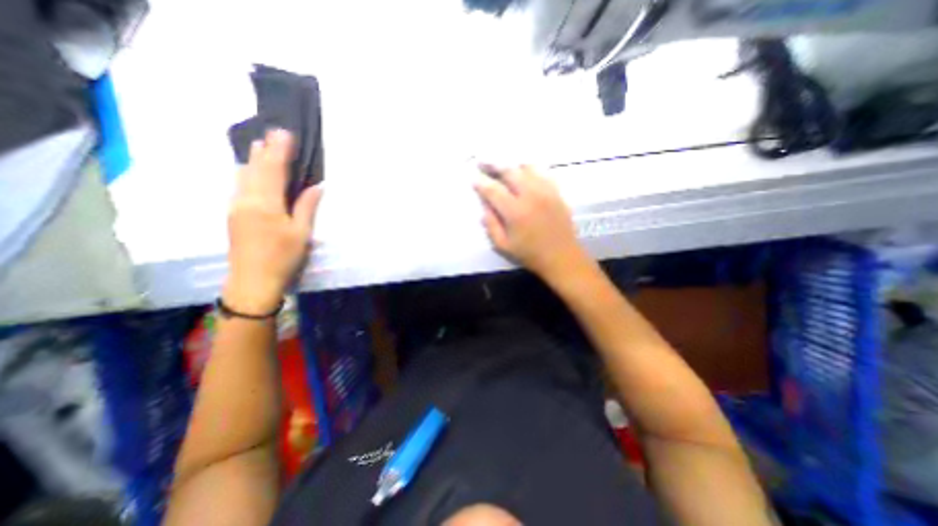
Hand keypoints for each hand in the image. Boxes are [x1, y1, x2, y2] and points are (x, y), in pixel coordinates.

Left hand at [223, 128, 322, 313]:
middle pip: (253, 168)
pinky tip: (251, 171)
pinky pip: (239, 186)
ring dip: (253, 160)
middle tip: (271, 133)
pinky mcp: (233, 214)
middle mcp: (245, 199)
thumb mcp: (301, 233)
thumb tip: (316, 186)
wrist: (253, 280)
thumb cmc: (283, 257)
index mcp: (265, 203)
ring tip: (260, 146)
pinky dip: (247, 173)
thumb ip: (306, 207)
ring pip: (242, 176)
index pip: (273, 170)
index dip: (279, 151)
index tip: (284, 134)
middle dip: (263, 150)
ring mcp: (235, 206)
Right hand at [476, 164, 584, 283]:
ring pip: (527, 167)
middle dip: (493, 164)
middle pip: (509, 171)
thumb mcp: (504, 245)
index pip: (493, 190)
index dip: (481, 182)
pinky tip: (524, 173)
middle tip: (482, 162)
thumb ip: (491, 225)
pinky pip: (542, 173)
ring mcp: (546, 191)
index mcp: (515, 211)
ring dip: (512, 165)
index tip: (473, 177)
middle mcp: (530, 195)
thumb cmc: (530, 254)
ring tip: (503, 167)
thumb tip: (485, 206)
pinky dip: (530, 169)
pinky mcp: (557, 192)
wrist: (562, 257)